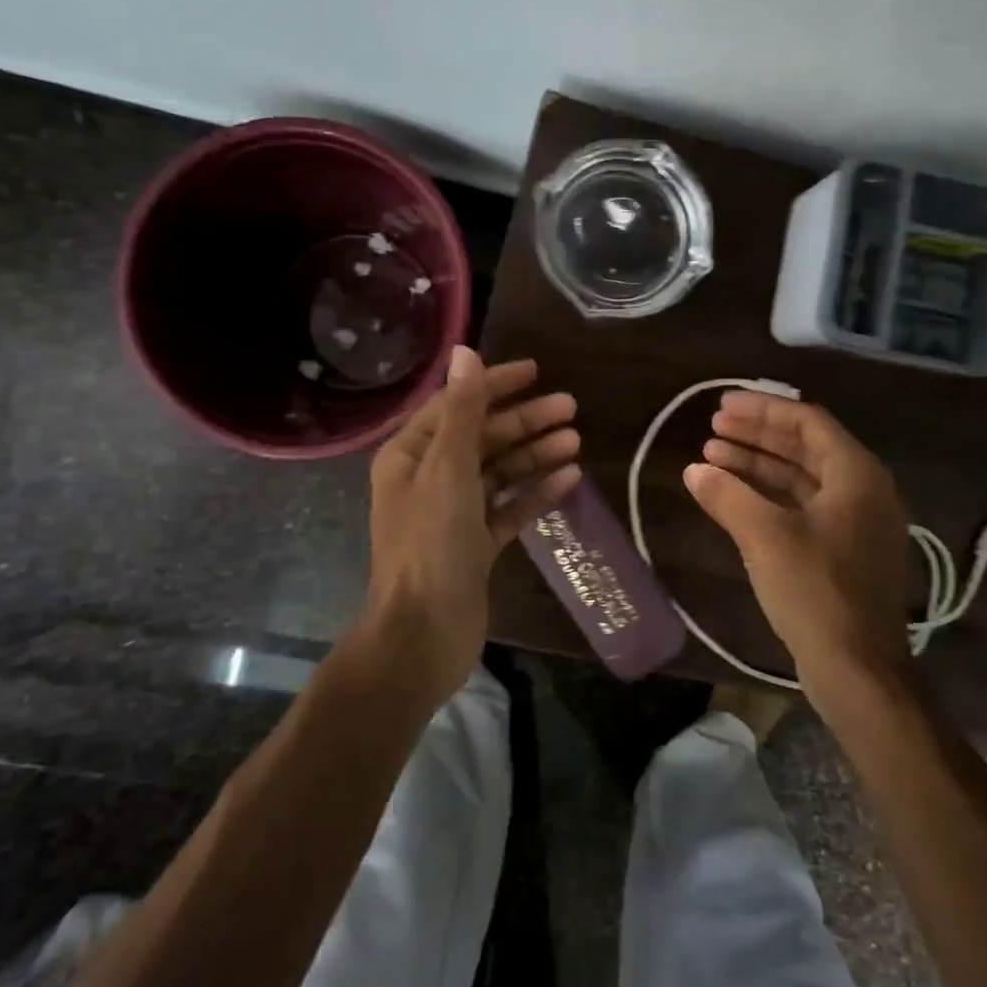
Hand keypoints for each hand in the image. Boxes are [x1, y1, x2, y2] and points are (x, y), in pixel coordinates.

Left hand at [360, 348, 580, 704]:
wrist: (424, 634)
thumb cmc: (431, 543)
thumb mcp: (447, 469)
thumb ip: (462, 411)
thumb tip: (465, 352)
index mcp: (410, 456)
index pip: (456, 406)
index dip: (494, 385)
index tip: (536, 371)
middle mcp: (429, 480)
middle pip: (483, 438)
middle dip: (525, 421)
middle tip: (571, 407)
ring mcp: (454, 514)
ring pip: (500, 472)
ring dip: (535, 454)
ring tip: (575, 441)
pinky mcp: (476, 545)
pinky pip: (509, 508)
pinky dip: (535, 492)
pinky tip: (569, 479)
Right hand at [683, 391, 910, 701]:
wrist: (858, 671)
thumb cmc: (817, 593)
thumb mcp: (766, 538)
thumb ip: (728, 496)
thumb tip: (694, 470)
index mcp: (856, 475)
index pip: (807, 422)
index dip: (762, 409)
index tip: (722, 405)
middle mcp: (862, 490)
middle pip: (805, 446)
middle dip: (757, 435)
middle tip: (712, 427)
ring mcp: (855, 523)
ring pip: (801, 478)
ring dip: (758, 464)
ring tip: (713, 456)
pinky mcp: (843, 551)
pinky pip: (803, 506)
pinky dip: (768, 496)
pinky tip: (733, 497)